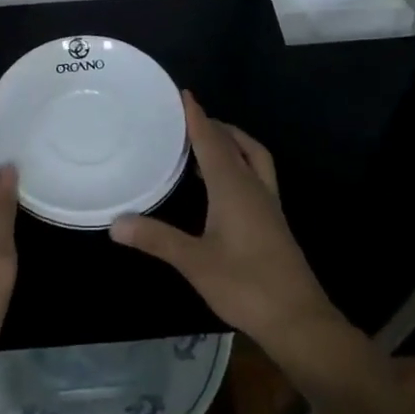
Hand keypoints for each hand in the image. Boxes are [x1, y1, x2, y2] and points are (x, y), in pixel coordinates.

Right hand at [112, 93, 343, 363]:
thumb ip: (156, 239)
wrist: (299, 320)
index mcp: (234, 186)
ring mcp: (268, 203)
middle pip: (234, 142)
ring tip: (204, 143)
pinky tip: (221, 185)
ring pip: (252, 156)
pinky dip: (238, 164)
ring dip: (231, 142)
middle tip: (184, 119)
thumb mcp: (195, 263)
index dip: (196, 116)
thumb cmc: (246, 285)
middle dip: (212, 125)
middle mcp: (253, 186)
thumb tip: (115, 223)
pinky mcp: (273, 221)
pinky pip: (256, 175)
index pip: (212, 140)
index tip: (182, 93)